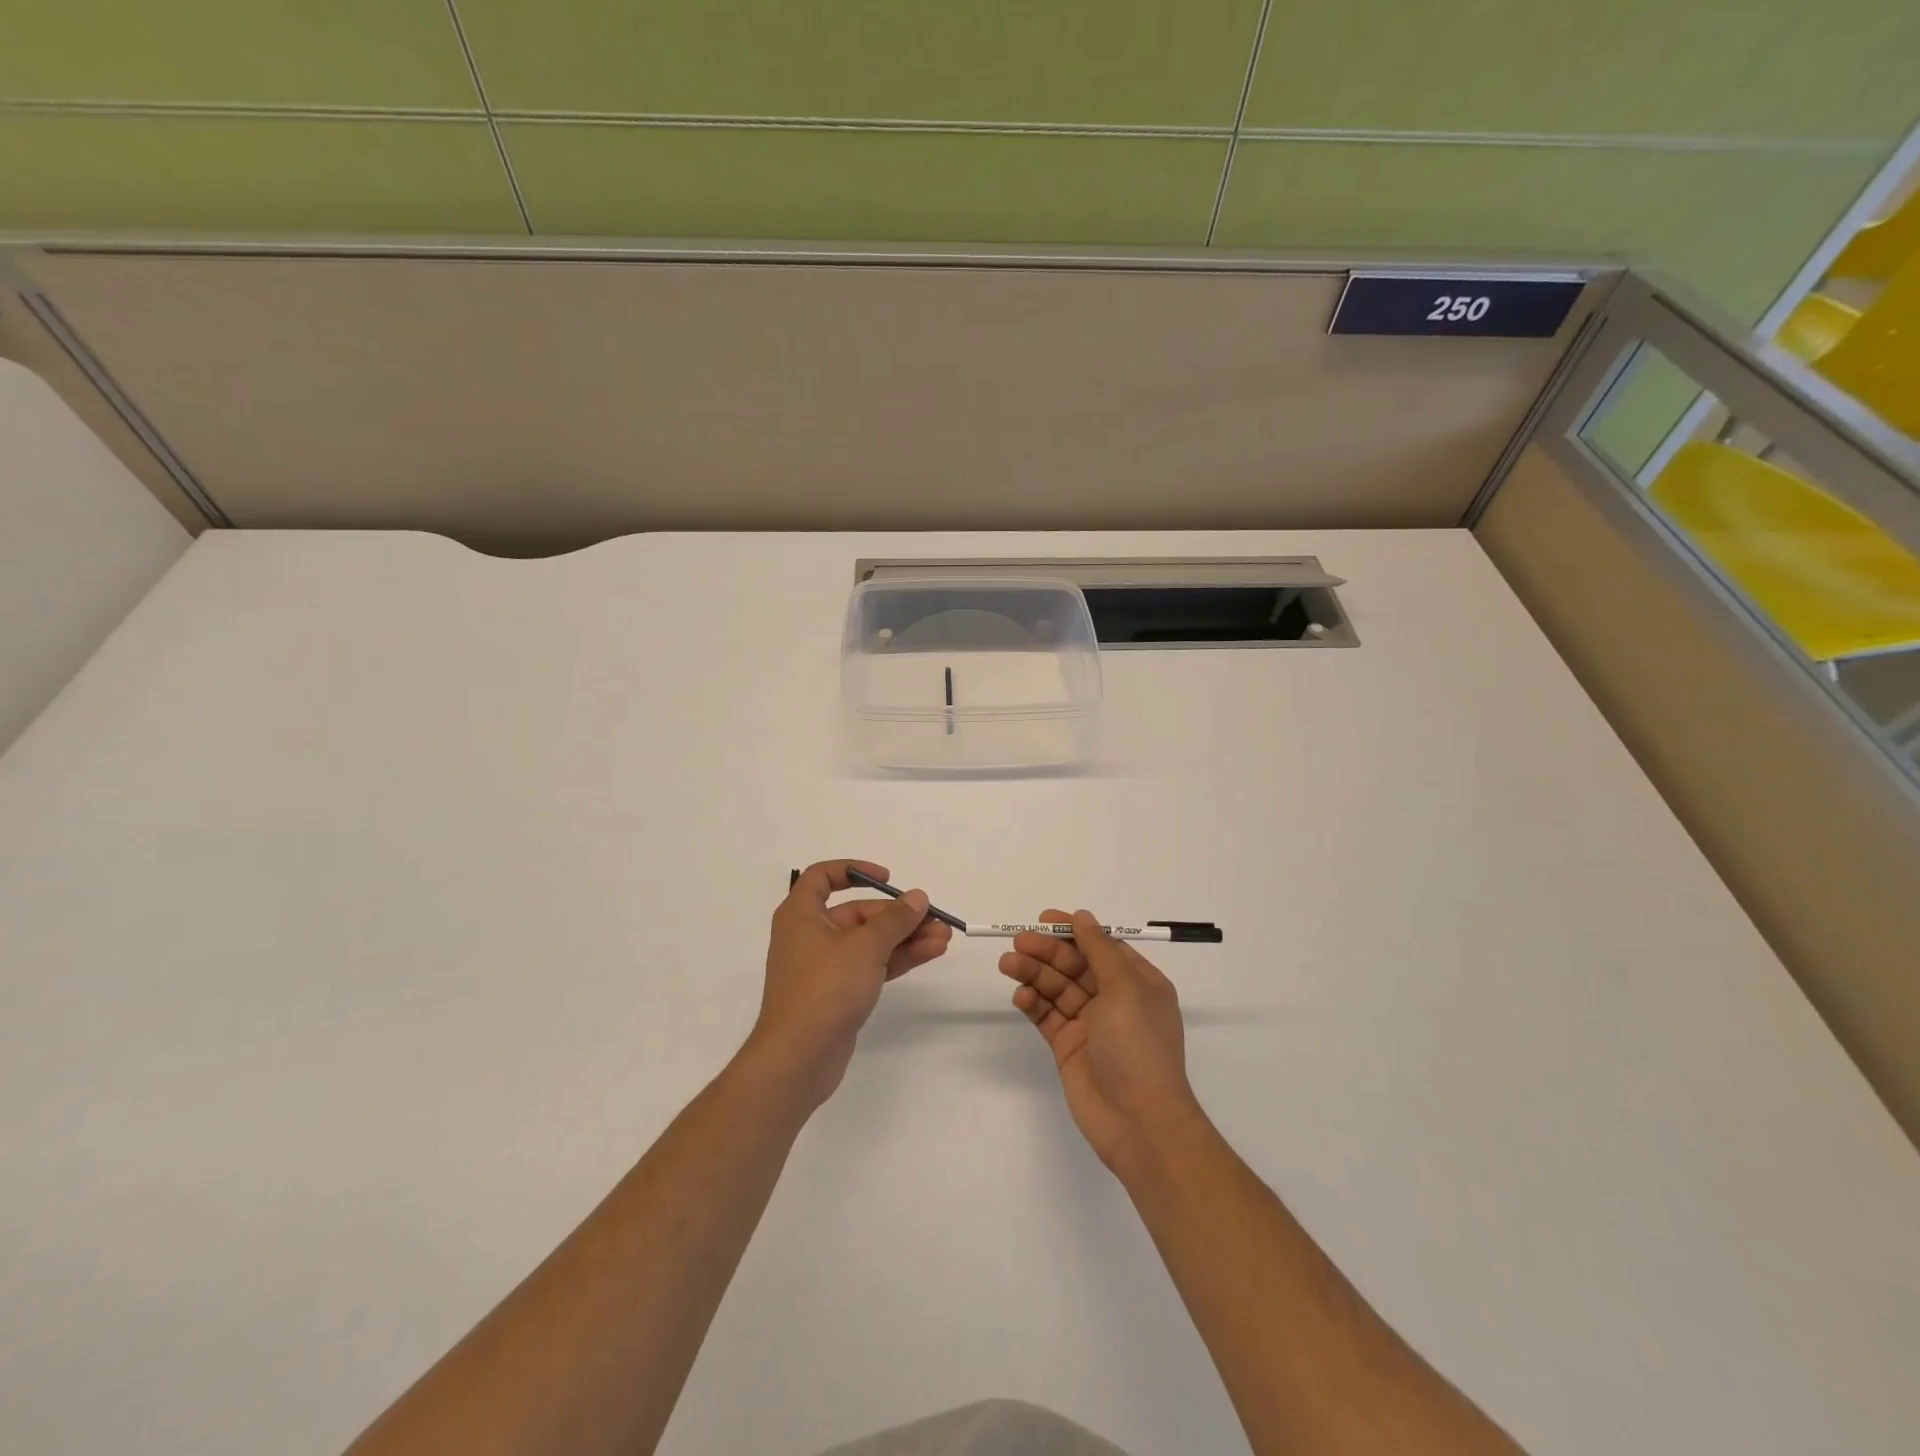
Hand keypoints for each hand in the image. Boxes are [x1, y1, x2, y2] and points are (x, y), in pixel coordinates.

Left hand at [744, 859, 951, 1109]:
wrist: (798, 1059)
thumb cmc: (824, 989)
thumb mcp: (865, 947)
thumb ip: (895, 919)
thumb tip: (918, 897)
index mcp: (801, 914)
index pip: (822, 877)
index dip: (854, 870)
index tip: (887, 878)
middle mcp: (810, 935)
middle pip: (857, 912)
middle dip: (898, 915)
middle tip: (936, 918)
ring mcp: (824, 967)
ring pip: (870, 942)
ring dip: (905, 937)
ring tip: (944, 937)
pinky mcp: (838, 993)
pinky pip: (871, 965)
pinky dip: (898, 958)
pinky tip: (930, 953)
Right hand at [999, 909, 1207, 1176]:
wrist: (1139, 1122)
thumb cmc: (1138, 1046)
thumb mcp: (1125, 989)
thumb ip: (1099, 950)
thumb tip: (1082, 916)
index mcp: (1138, 983)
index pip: (1101, 946)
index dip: (1073, 931)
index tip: (1044, 919)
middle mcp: (1115, 999)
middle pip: (1075, 964)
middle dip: (1047, 951)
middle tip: (1017, 942)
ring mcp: (1090, 1024)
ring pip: (1057, 988)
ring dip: (1034, 973)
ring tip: (1008, 964)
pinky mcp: (1068, 1046)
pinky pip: (1047, 1016)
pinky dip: (1033, 1003)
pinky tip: (1020, 996)